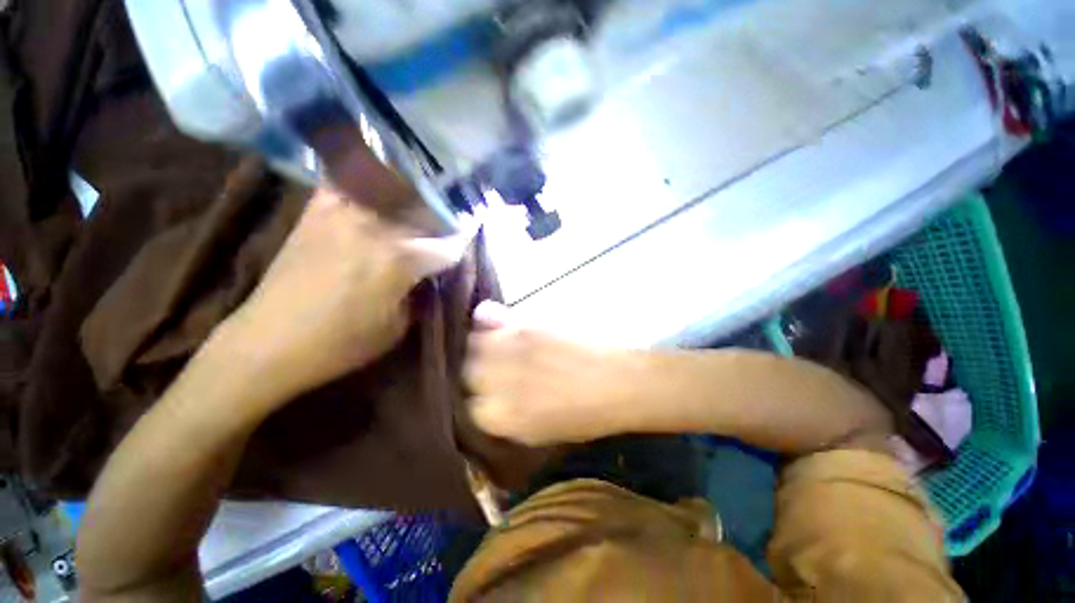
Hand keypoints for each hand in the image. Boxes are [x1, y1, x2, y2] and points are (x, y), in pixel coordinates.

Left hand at [212, 189, 459, 407]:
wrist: (269, 342)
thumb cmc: (342, 343)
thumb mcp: (399, 327)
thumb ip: (423, 294)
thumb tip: (434, 274)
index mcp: (399, 259)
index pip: (449, 243)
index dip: (464, 245)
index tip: (471, 245)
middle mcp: (375, 226)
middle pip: (425, 209)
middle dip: (444, 218)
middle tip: (453, 224)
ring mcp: (343, 212)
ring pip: (393, 188)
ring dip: (414, 194)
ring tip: (424, 202)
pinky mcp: (318, 211)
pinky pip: (350, 182)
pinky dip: (369, 179)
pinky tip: (380, 186)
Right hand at [464, 302, 648, 445]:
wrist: (618, 382)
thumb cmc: (584, 416)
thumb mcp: (541, 432)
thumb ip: (505, 417)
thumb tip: (481, 405)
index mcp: (503, 417)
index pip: (469, 407)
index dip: (478, 401)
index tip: (486, 397)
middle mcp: (500, 381)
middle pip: (466, 370)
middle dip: (474, 371)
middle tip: (491, 370)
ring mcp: (512, 348)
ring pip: (474, 343)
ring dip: (481, 346)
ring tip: (497, 348)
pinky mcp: (526, 326)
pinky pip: (492, 320)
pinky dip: (491, 324)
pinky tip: (502, 329)